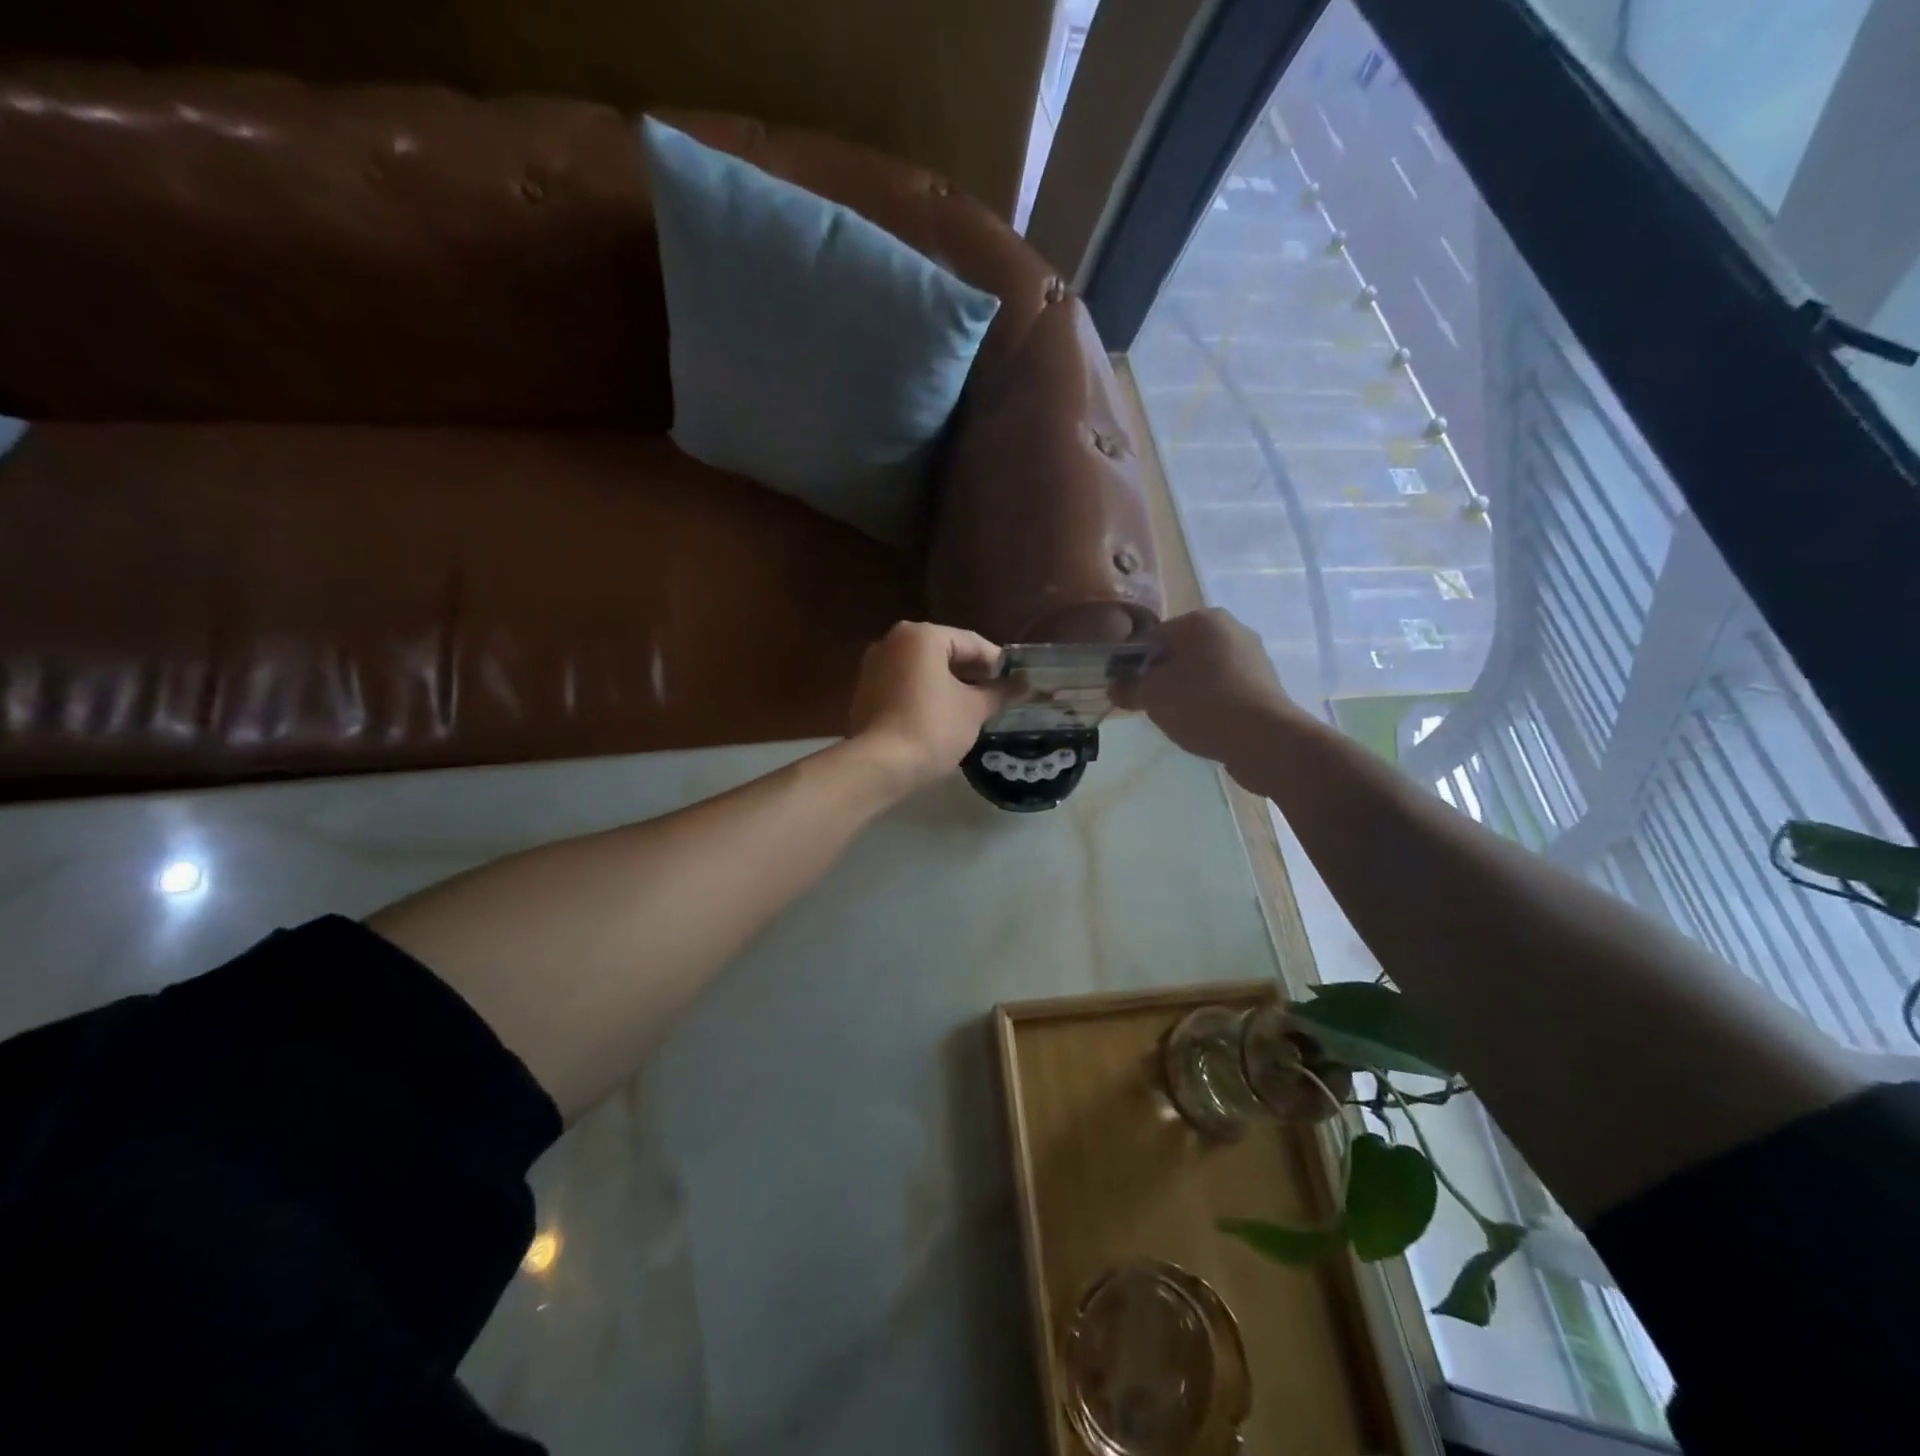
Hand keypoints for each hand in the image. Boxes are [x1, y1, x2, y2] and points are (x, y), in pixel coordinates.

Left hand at [848, 622, 1009, 791]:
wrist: (879, 766)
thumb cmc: (932, 727)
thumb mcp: (974, 709)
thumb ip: (1000, 692)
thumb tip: (1024, 685)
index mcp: (921, 636)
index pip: (971, 642)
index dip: (998, 664)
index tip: (1016, 684)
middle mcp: (893, 641)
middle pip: (945, 652)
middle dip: (972, 674)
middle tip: (997, 697)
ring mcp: (874, 666)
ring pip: (924, 670)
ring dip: (949, 685)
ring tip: (973, 709)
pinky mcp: (865, 691)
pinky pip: (905, 685)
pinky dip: (925, 695)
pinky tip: (942, 717)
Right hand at [1111, 609, 1298, 769]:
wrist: (1264, 739)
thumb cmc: (1201, 705)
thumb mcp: (1152, 696)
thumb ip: (1128, 688)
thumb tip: (1115, 686)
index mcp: (1201, 619)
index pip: (1152, 637)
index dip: (1134, 665)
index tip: (1130, 691)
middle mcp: (1230, 627)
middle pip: (1179, 652)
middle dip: (1163, 677)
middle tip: (1153, 706)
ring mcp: (1252, 654)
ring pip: (1203, 670)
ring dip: (1187, 690)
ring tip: (1181, 718)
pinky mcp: (1266, 682)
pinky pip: (1225, 687)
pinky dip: (1211, 700)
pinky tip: (1206, 723)